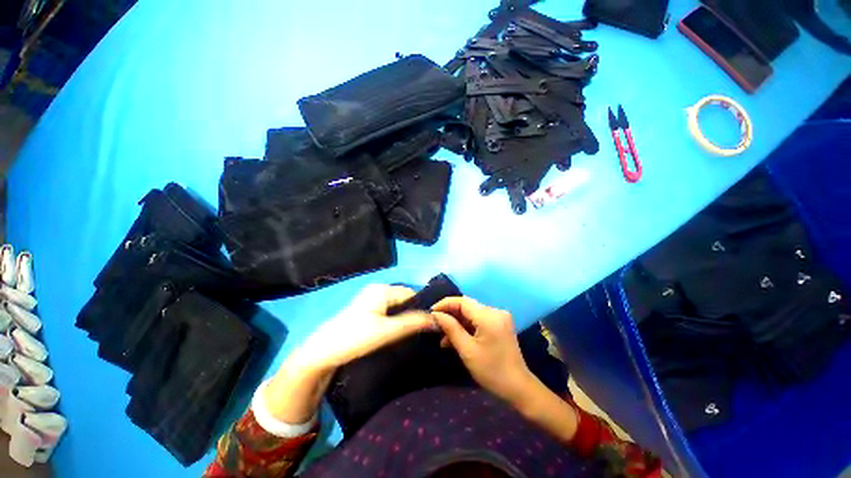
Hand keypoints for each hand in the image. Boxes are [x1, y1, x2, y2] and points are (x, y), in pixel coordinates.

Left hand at [291, 284, 436, 371]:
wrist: (322, 352)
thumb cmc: (355, 338)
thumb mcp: (387, 331)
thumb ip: (413, 323)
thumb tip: (436, 319)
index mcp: (383, 289)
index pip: (412, 293)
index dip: (422, 307)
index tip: (431, 325)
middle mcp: (378, 289)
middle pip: (404, 299)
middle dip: (413, 313)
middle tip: (422, 332)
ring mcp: (371, 299)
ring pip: (397, 306)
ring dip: (405, 318)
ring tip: (412, 334)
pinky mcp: (367, 310)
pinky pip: (388, 311)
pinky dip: (395, 319)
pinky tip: (398, 332)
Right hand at [431, 297, 534, 405]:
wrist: (518, 387)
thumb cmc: (491, 371)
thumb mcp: (467, 350)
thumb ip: (451, 328)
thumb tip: (436, 315)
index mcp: (489, 316)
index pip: (462, 301)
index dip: (445, 304)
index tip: (431, 312)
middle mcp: (495, 311)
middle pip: (467, 306)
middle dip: (450, 315)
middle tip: (435, 326)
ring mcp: (499, 317)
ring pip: (471, 314)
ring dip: (457, 323)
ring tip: (443, 337)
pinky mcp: (499, 324)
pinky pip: (478, 320)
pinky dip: (467, 327)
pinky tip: (456, 339)